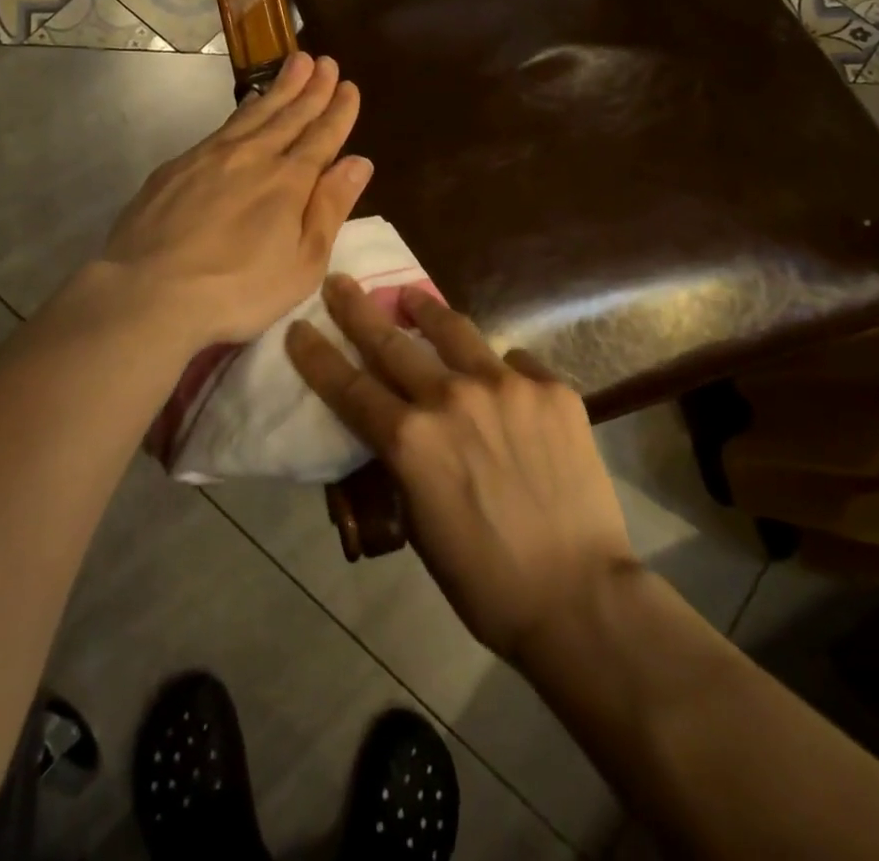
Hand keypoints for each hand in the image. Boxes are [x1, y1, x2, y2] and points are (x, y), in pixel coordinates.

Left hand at [99, 52, 369, 347]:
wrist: (148, 292)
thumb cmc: (238, 289)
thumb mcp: (303, 263)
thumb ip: (331, 208)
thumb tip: (359, 161)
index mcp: (289, 181)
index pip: (322, 136)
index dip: (338, 111)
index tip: (349, 86)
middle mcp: (253, 156)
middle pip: (289, 115)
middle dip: (312, 88)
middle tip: (325, 61)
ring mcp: (211, 156)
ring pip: (254, 112)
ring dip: (280, 88)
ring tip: (295, 64)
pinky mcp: (179, 165)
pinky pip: (222, 126)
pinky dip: (243, 109)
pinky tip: (248, 105)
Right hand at [286, 276, 637, 661]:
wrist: (579, 596)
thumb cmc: (486, 580)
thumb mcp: (420, 524)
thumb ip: (406, 465)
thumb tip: (404, 432)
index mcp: (410, 440)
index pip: (348, 386)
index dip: (317, 355)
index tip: (299, 327)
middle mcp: (451, 397)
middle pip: (391, 342)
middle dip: (357, 309)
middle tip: (340, 283)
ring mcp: (505, 385)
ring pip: (454, 330)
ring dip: (425, 309)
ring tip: (411, 295)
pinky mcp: (550, 388)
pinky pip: (514, 363)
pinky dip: (499, 370)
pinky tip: (502, 381)